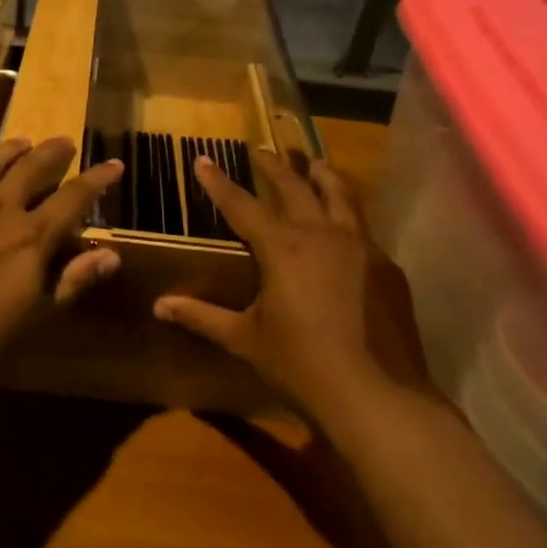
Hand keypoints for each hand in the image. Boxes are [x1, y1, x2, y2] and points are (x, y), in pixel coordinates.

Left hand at [0, 138, 124, 407]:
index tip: (114, 164)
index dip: (97, 179)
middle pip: (32, 168)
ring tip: (24, 142)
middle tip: (65, 143)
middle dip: (53, 153)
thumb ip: (73, 280)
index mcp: (31, 237)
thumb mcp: (36, 316)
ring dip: (11, 150)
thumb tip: (111, 254)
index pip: (74, 198)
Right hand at [153, 152, 429, 423]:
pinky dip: (349, 216)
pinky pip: (365, 228)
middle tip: (260, 150)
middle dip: (274, 166)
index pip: (242, 205)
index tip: (202, 159)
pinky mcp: (387, 268)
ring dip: (322, 176)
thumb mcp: (245, 339)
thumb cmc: (301, 365)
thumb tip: (159, 305)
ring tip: (314, 164)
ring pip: (341, 195)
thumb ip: (202, 317)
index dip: (218, 182)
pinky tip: (347, 228)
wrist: (377, 396)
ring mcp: (362, 247)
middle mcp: (322, 234)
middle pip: (295, 187)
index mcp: (283, 247)